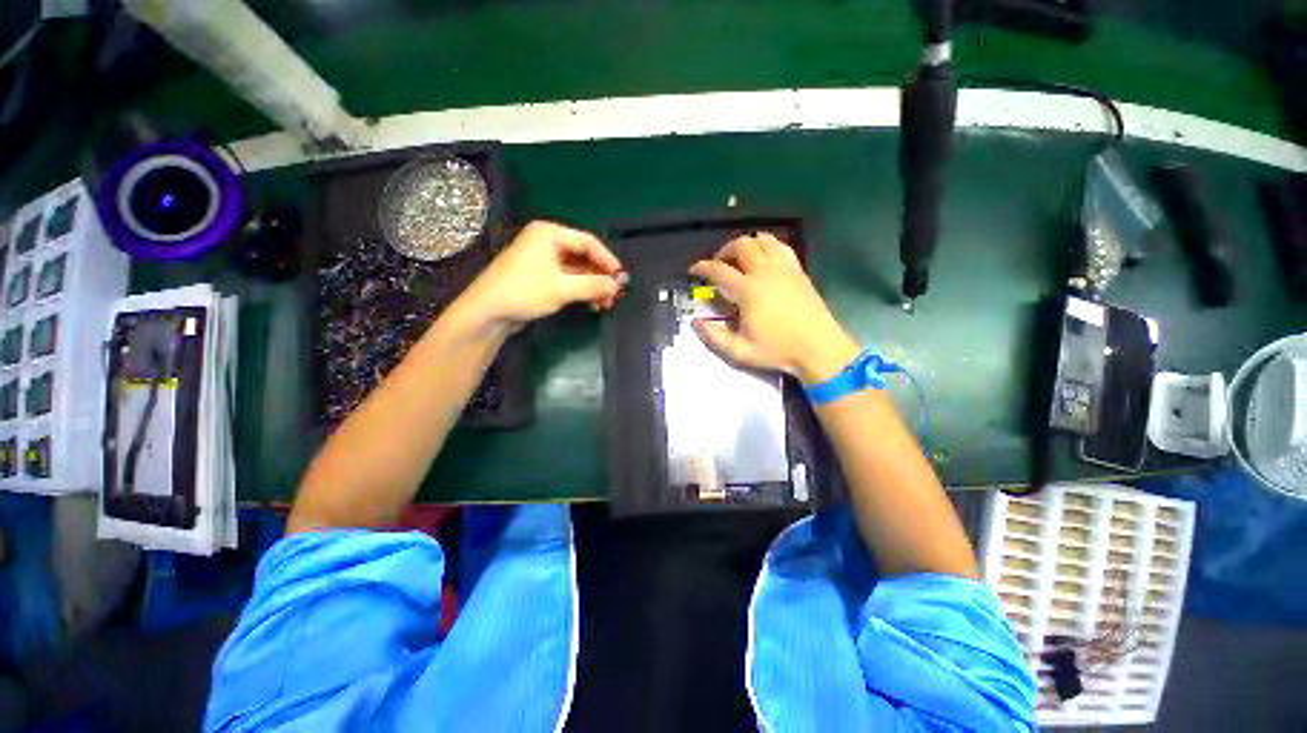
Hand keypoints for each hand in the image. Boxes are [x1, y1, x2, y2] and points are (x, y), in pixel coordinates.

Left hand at [457, 221, 623, 331]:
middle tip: (614, 294)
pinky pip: (568, 279)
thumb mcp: (562, 288)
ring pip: (577, 270)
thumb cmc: (524, 291)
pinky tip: (591, 303)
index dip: (607, 260)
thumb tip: (617, 286)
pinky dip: (581, 290)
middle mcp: (547, 242)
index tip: (621, 277)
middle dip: (600, 276)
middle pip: (583, 256)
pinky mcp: (540, 276)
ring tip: (605, 304)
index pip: (588, 242)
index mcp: (549, 233)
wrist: (488, 312)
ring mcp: (543, 259)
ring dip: (592, 285)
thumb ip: (593, 285)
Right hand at [689, 233, 859, 383]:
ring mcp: (785, 269)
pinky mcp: (799, 271)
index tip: (694, 270)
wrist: (818, 348)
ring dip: (747, 244)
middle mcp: (765, 273)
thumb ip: (714, 337)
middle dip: (724, 250)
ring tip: (740, 258)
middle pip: (741, 245)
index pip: (719, 270)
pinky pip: (782, 247)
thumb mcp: (739, 351)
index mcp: (748, 291)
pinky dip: (768, 245)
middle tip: (718, 264)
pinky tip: (765, 258)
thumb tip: (696, 323)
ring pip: (763, 240)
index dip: (703, 267)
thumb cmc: (777, 350)